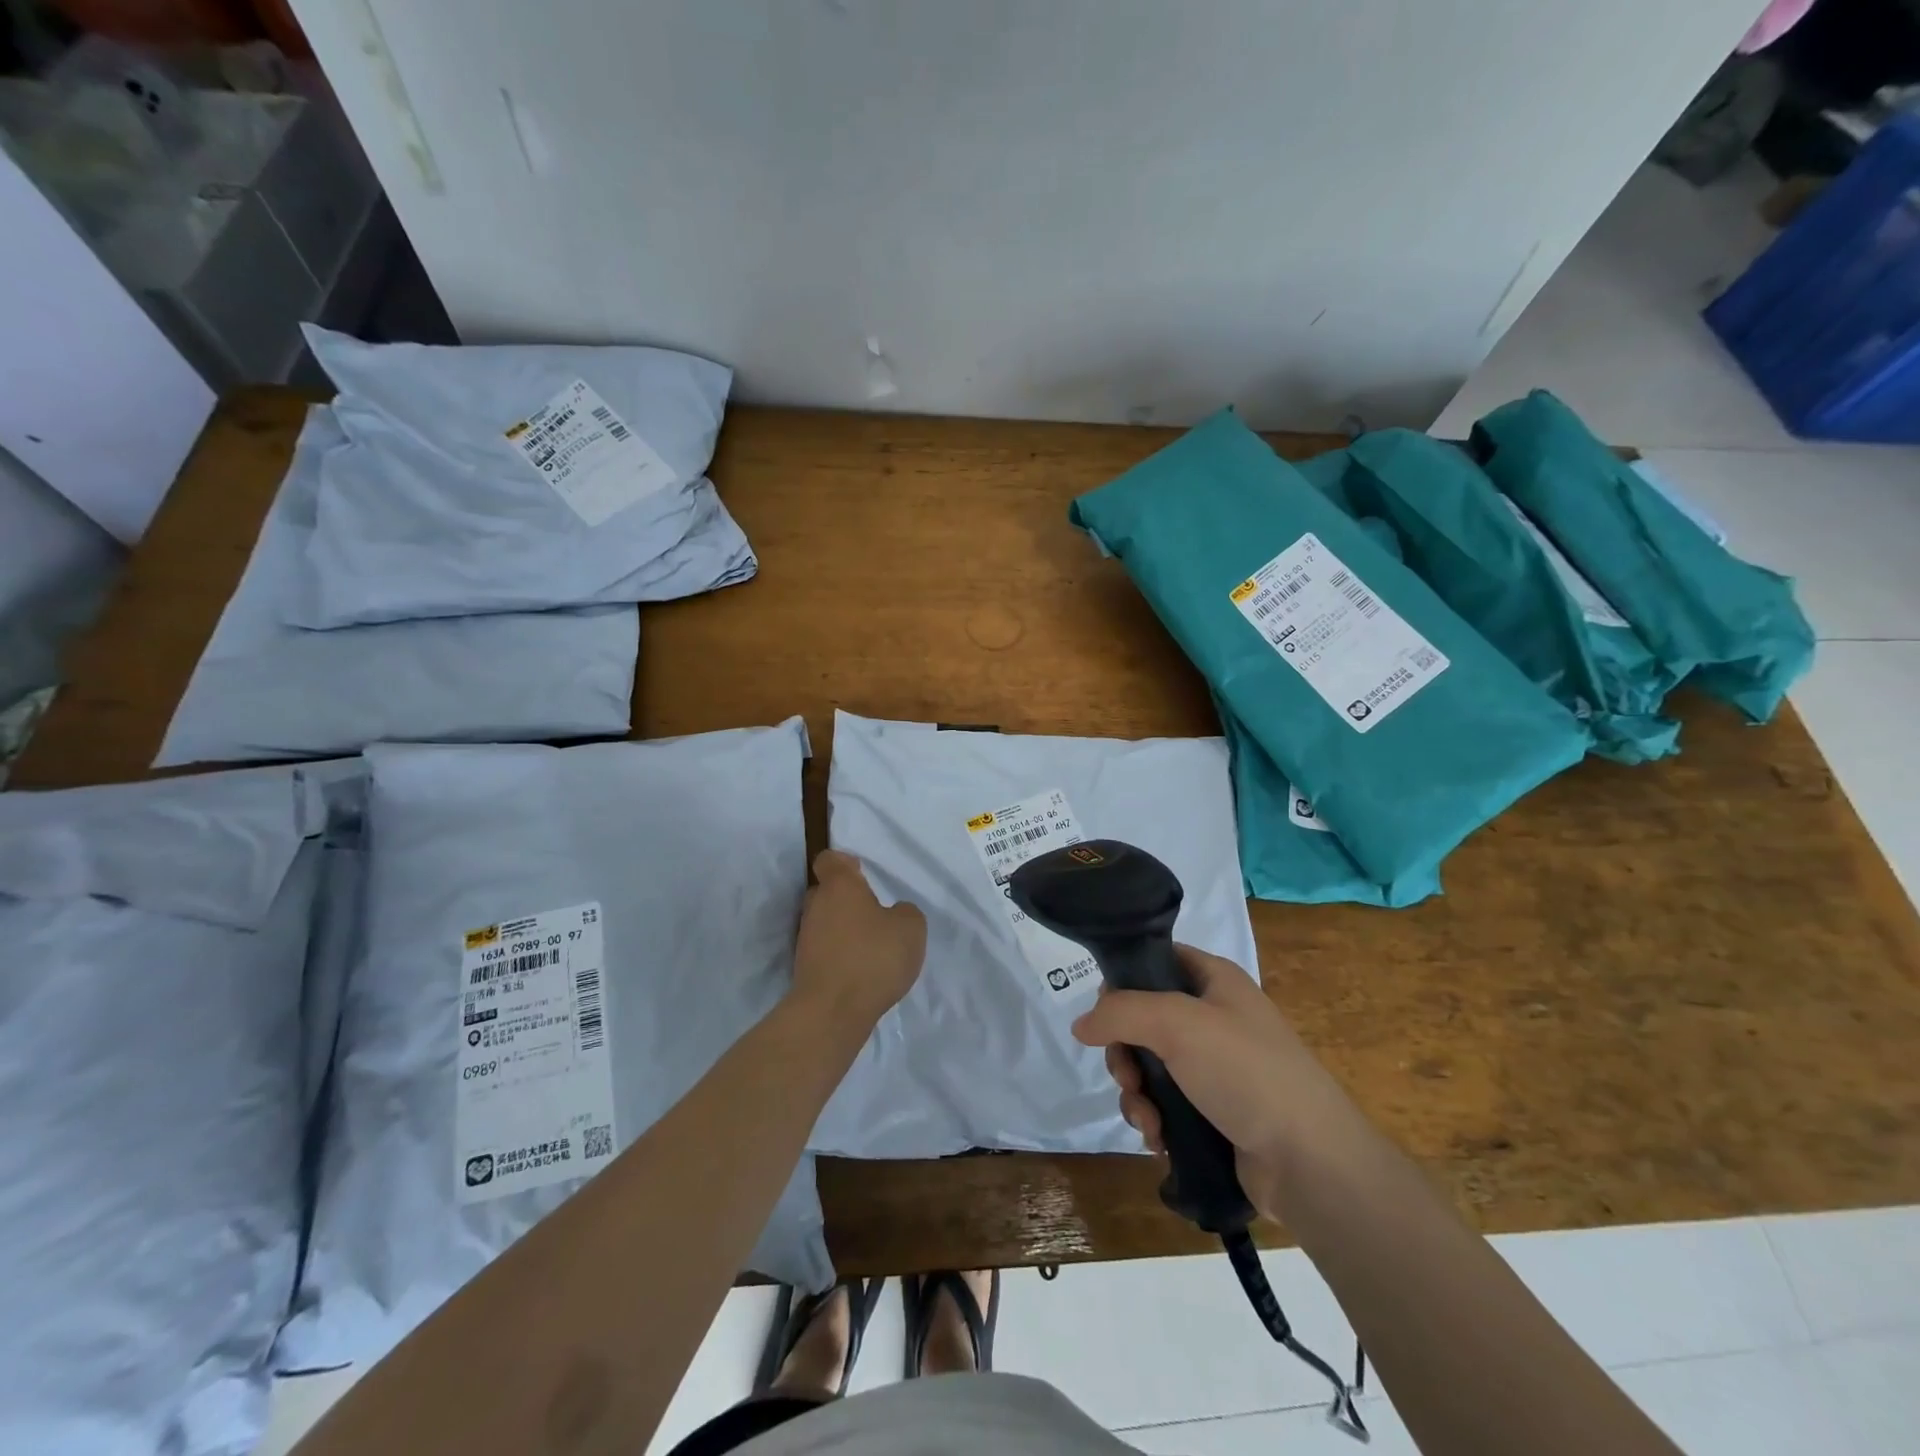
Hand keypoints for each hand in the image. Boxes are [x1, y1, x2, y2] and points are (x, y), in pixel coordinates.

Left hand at [791, 850, 926, 1026]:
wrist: (832, 1012)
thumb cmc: (873, 957)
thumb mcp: (911, 928)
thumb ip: (905, 912)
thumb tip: (893, 914)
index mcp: (839, 886)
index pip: (829, 860)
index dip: (845, 863)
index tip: (862, 873)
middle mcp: (816, 906)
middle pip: (826, 892)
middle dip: (846, 899)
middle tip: (873, 912)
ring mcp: (806, 938)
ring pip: (825, 922)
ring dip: (844, 929)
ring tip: (871, 946)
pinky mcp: (804, 968)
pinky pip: (825, 949)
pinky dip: (840, 954)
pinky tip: (861, 970)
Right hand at [1071, 944, 1353, 1222]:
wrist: (1312, 1162)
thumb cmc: (1246, 1072)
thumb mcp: (1177, 1023)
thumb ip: (1121, 1012)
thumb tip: (1081, 1024)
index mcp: (1215, 980)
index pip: (1156, 959)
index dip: (1124, 980)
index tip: (1104, 1013)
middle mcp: (1214, 1017)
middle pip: (1143, 1019)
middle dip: (1125, 1052)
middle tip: (1126, 1078)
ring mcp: (1216, 1067)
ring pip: (1149, 1066)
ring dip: (1136, 1094)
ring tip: (1148, 1122)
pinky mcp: (1215, 1111)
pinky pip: (1165, 1103)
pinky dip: (1154, 1119)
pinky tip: (1159, 1140)